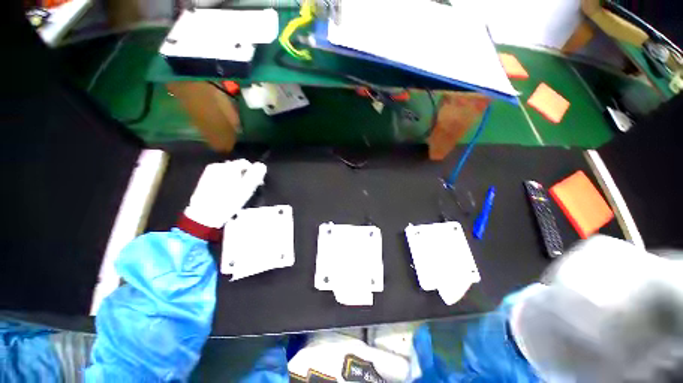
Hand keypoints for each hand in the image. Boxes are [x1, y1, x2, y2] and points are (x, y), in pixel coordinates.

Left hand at [184, 160, 266, 228]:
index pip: (246, 163)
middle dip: (244, 177)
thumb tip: (261, 165)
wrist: (204, 215)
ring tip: (237, 193)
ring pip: (229, 173)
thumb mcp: (247, 188)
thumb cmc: (228, 201)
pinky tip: (227, 194)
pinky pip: (221, 177)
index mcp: (228, 166)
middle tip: (247, 190)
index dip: (254, 173)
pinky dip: (227, 183)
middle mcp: (218, 166)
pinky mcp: (204, 180)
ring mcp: (209, 172)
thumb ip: (255, 175)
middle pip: (237, 167)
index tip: (256, 184)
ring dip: (236, 180)